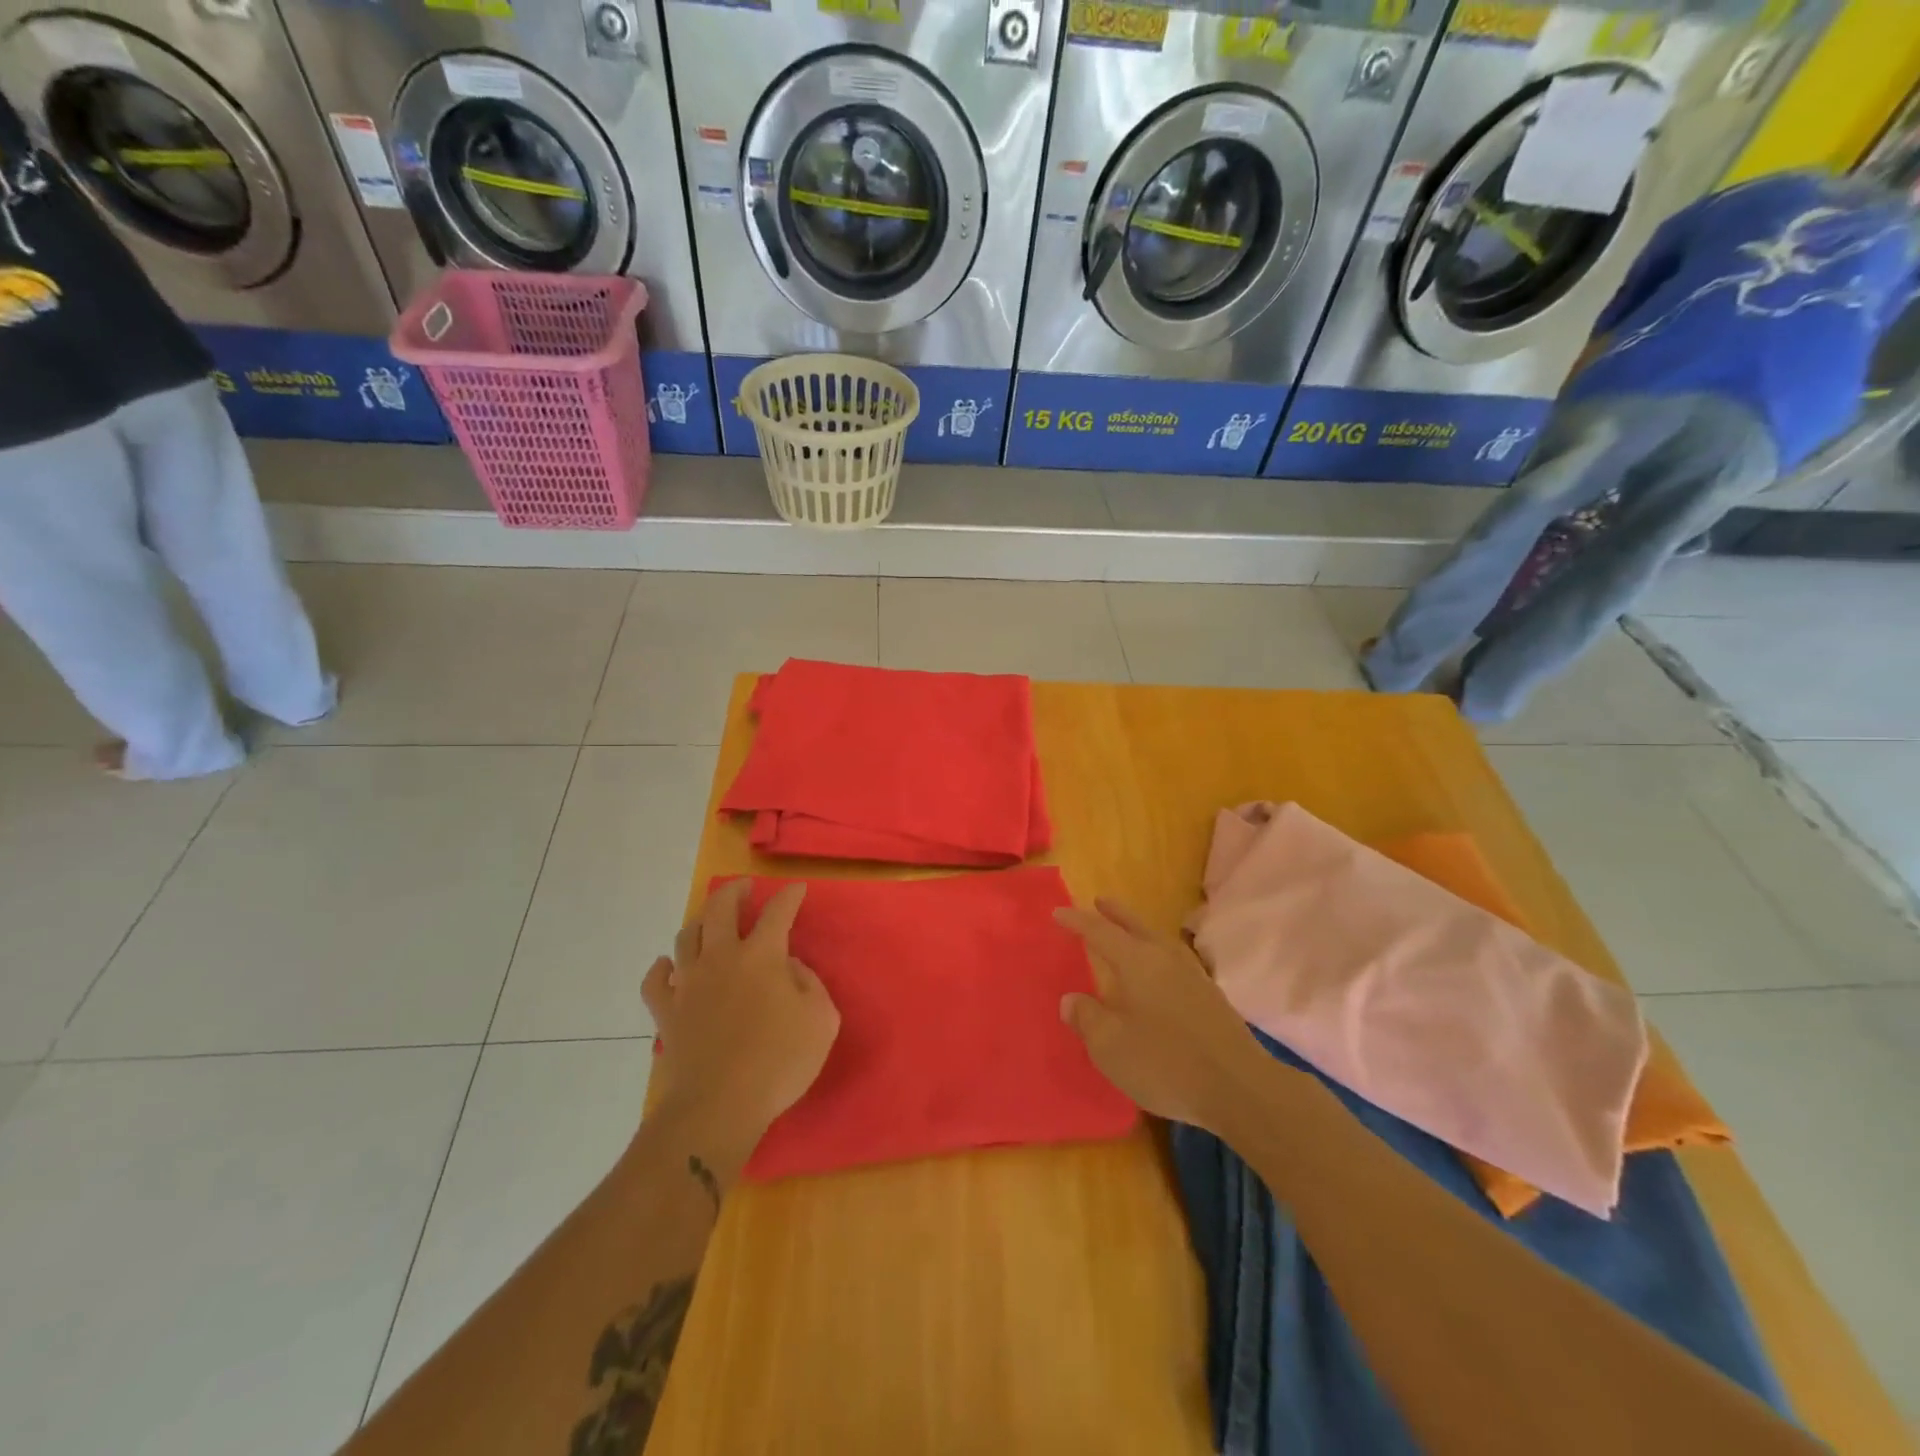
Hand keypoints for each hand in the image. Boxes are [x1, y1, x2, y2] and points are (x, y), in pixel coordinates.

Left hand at [643, 880, 840, 1183]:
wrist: (718, 1106)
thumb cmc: (779, 1062)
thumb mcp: (821, 1020)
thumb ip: (810, 984)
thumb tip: (791, 967)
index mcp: (762, 956)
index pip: (778, 912)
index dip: (789, 896)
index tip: (796, 889)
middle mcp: (722, 958)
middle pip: (720, 908)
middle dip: (734, 891)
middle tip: (745, 888)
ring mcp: (689, 983)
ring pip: (687, 936)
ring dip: (701, 922)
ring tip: (711, 923)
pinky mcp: (666, 1012)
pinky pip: (655, 980)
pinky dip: (661, 968)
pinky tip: (668, 966)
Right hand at [1055, 898, 1270, 1133]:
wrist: (1240, 1088)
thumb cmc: (1166, 1064)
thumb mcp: (1111, 1047)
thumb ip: (1087, 1019)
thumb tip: (1071, 999)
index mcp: (1136, 962)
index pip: (1100, 932)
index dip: (1077, 922)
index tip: (1058, 913)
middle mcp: (1165, 958)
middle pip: (1136, 927)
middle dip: (1115, 914)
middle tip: (1099, 901)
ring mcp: (1193, 976)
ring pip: (1159, 941)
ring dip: (1139, 931)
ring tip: (1128, 932)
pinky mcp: (1211, 997)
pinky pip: (1175, 961)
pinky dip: (1158, 955)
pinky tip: (1159, 971)